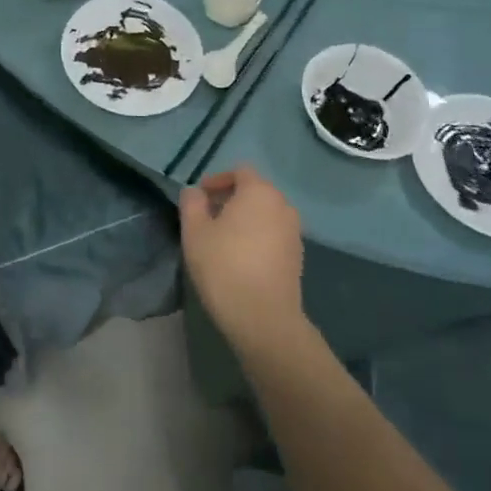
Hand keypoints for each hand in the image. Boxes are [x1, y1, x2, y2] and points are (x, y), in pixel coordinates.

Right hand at [179, 165, 304, 354]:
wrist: (263, 318)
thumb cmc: (224, 266)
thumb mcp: (194, 231)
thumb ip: (192, 203)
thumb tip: (195, 192)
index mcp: (259, 192)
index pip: (240, 171)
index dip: (217, 180)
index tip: (199, 198)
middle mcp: (283, 206)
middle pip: (255, 191)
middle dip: (230, 199)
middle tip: (207, 217)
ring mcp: (294, 232)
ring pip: (265, 214)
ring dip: (244, 218)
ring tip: (222, 238)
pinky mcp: (298, 257)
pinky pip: (273, 234)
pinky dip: (257, 236)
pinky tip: (240, 257)